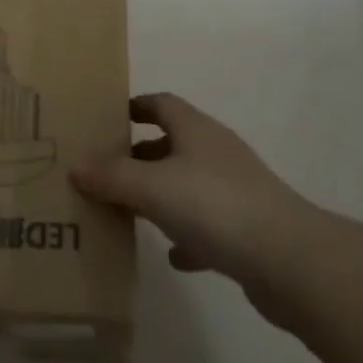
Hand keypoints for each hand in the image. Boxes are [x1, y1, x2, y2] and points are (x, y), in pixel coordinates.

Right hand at [71, 93, 320, 310]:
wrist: (289, 259)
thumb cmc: (216, 206)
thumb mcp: (153, 188)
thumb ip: (112, 177)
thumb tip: (74, 163)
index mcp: (194, 129)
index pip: (160, 103)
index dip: (133, 107)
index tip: (105, 120)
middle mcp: (214, 150)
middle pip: (171, 142)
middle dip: (139, 155)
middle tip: (106, 172)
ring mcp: (234, 188)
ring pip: (188, 183)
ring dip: (161, 195)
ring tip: (129, 211)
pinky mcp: (246, 228)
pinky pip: (208, 224)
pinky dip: (187, 234)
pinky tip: (172, 255)